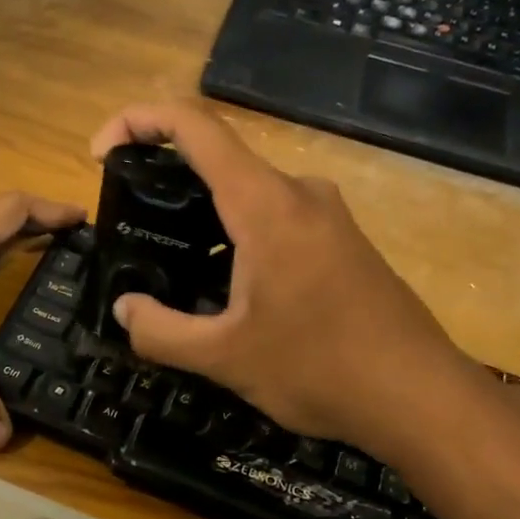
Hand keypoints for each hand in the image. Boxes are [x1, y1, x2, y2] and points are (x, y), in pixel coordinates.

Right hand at [91, 101, 483, 461]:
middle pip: (218, 159)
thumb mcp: (223, 358)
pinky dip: (233, 236)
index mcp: (266, 205)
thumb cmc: (319, 369)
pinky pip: (274, 219)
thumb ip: (160, 332)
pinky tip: (222, 287)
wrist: (419, 397)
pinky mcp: (341, 242)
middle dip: (163, 180)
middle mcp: (298, 193)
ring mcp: (326, 216)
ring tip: (167, 264)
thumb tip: (124, 309)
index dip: (138, 121)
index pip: (195, 127)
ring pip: (246, 194)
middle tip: (129, 226)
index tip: (100, 152)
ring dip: (200, 217)